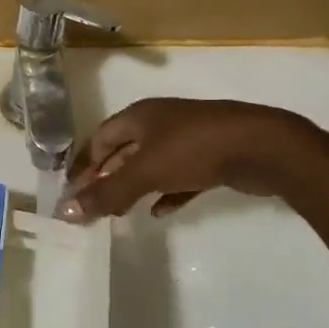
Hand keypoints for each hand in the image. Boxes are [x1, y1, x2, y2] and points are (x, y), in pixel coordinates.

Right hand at [56, 98, 325, 222]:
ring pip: (152, 164)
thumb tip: (66, 211)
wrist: (262, 146)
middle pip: (124, 150)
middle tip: (93, 204)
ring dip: (134, 186)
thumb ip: (108, 192)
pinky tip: (160, 212)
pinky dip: (166, 193)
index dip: (83, 162)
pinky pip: (180, 177)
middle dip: (107, 176)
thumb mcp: (146, 171)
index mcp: (140, 116)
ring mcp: (188, 139)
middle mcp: (161, 123)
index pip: (100, 137)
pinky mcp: (211, 158)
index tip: (71, 190)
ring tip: (120, 211)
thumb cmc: (195, 149)